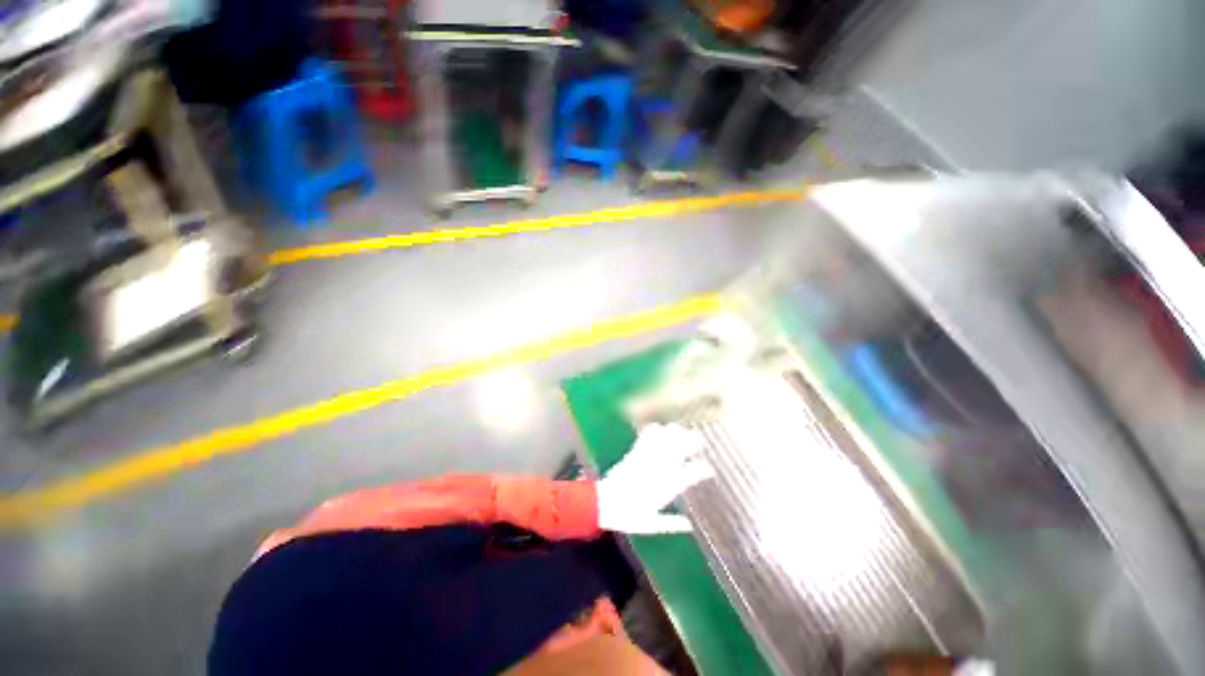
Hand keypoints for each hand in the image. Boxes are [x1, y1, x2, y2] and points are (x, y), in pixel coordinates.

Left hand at [596, 423, 714, 534]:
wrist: (605, 503)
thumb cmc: (628, 516)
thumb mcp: (652, 524)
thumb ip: (672, 524)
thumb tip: (689, 525)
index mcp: (669, 487)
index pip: (693, 473)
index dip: (703, 469)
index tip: (709, 469)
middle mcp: (662, 469)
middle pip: (682, 448)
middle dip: (693, 441)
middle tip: (699, 440)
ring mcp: (649, 458)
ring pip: (667, 437)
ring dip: (675, 432)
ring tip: (680, 430)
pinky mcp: (636, 452)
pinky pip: (648, 435)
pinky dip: (655, 430)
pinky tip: (659, 428)